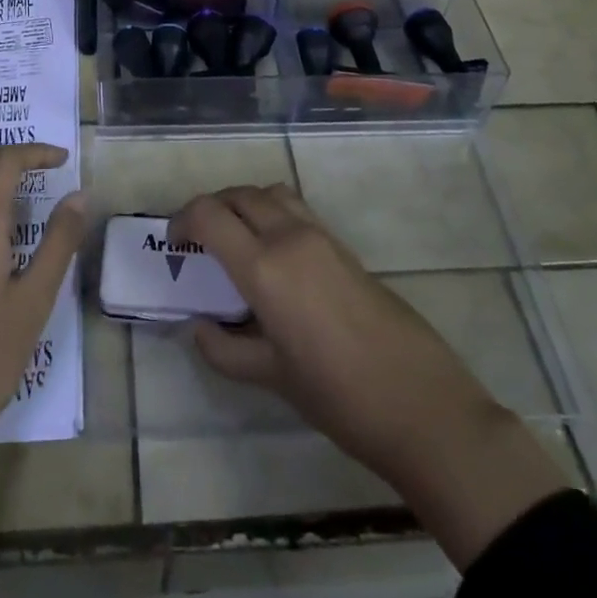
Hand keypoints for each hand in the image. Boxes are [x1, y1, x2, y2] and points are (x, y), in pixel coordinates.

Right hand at [170, 183, 565, 567]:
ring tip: (235, 240)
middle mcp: (289, 237)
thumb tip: (199, 327)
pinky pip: (295, 208)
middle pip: (237, 195)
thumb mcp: (272, 377)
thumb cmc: (339, 397)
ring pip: (268, 193)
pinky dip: (271, 213)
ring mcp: (320, 235)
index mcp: (264, 267)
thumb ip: (225, 350)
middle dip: (210, 209)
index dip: (182, 221)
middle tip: (198, 243)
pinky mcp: (342, 244)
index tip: (174, 246)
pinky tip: (274, 256)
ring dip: (242, 204)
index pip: (209, 215)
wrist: (422, 404)